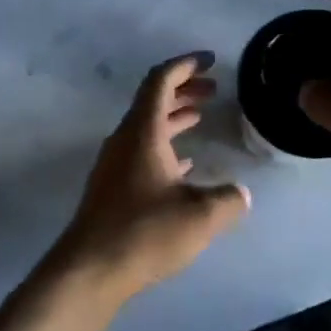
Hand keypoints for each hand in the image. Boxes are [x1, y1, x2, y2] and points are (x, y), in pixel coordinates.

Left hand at [48, 54, 250, 311]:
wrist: (89, 270)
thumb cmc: (144, 233)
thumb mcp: (200, 216)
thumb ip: (228, 200)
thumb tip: (240, 194)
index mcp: (142, 132)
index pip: (160, 81)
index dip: (185, 65)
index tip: (210, 60)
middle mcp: (125, 140)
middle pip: (153, 101)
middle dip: (184, 90)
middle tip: (214, 89)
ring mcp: (115, 165)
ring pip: (147, 128)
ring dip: (174, 117)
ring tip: (201, 117)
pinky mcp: (112, 188)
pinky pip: (141, 153)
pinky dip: (165, 147)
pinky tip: (184, 165)